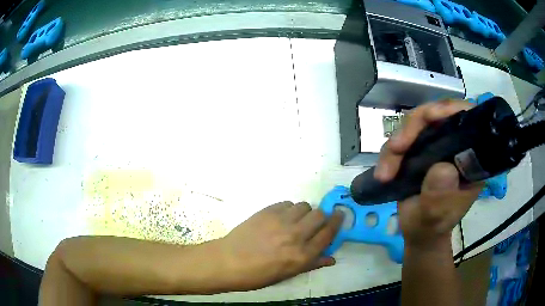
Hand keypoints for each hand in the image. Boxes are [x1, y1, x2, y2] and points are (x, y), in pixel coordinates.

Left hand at [215, 202, 342, 290]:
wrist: (228, 262)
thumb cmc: (258, 275)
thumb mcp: (288, 275)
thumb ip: (312, 264)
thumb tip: (331, 258)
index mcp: (302, 255)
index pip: (329, 233)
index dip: (337, 223)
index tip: (340, 216)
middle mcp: (296, 235)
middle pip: (320, 215)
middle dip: (322, 217)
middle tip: (316, 222)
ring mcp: (281, 221)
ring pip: (304, 206)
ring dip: (305, 212)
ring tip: (296, 220)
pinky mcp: (267, 211)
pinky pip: (287, 203)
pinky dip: (289, 209)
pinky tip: (281, 218)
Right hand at [375, 100, 483, 248]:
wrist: (419, 233)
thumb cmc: (432, 227)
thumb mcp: (437, 217)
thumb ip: (440, 197)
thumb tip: (443, 169)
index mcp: (470, 157)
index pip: (466, 118)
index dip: (449, 109)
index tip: (430, 116)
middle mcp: (455, 145)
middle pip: (436, 115)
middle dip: (414, 127)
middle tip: (396, 148)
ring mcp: (436, 146)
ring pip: (415, 125)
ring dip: (396, 144)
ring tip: (385, 173)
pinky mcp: (419, 150)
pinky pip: (402, 139)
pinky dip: (389, 153)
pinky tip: (383, 173)